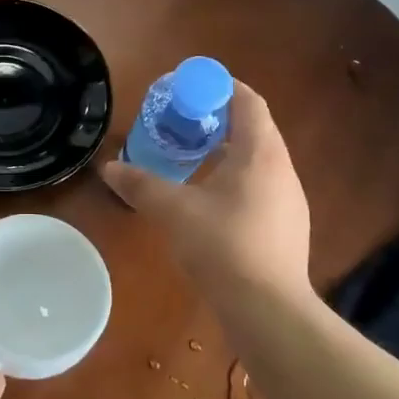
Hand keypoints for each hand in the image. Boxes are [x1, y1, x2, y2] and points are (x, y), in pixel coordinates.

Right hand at [101, 82, 312, 304]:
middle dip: (217, 119)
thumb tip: (108, 168)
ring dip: (226, 151)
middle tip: (181, 124)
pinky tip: (210, 201)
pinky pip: (261, 186)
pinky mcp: (287, 227)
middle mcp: (282, 169)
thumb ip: (140, 185)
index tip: (188, 90)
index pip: (248, 101)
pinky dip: (235, 179)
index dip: (219, 87)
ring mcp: (289, 200)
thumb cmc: (223, 247)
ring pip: (258, 160)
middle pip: (253, 128)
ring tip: (190, 158)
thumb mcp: (173, 211)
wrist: (269, 311)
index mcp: (261, 153)